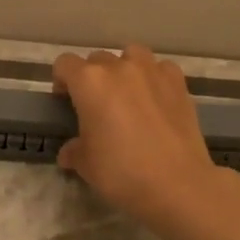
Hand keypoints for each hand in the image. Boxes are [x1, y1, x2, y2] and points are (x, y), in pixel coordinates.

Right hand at [52, 45, 229, 232]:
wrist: (177, 184)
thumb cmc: (121, 172)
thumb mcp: (86, 165)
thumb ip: (74, 151)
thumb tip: (69, 152)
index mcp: (89, 82)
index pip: (64, 64)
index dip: (61, 80)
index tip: (65, 101)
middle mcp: (119, 67)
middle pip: (97, 59)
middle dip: (92, 78)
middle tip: (97, 106)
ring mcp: (152, 71)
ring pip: (131, 55)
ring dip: (125, 68)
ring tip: (128, 94)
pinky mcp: (178, 82)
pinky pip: (161, 68)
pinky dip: (155, 78)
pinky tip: (156, 99)